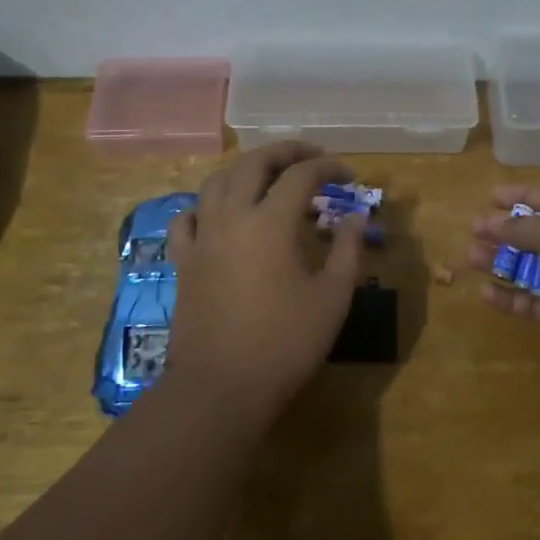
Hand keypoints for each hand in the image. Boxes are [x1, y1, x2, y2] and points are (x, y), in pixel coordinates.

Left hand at [162, 141, 366, 419]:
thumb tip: (356, 216)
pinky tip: (219, 212)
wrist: (220, 388)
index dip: (328, 168)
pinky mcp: (184, 261)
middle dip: (285, 151)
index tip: (349, 176)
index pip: (301, 175)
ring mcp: (202, 238)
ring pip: (216, 181)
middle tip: (311, 156)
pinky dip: (206, 204)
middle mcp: (232, 218)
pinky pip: (188, 217)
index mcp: (270, 223)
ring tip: (268, 175)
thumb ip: (348, 250)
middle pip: (253, 163)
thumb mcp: (332, 298)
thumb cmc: (284, 344)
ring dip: (246, 169)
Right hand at [468, 186, 539, 398]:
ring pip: (530, 269)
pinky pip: (531, 302)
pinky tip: (486, 293)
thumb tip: (494, 222)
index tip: (490, 196)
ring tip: (470, 259)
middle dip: (504, 232)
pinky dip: (509, 297)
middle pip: (536, 235)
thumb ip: (523, 227)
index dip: (521, 195)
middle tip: (473, 232)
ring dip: (501, 262)